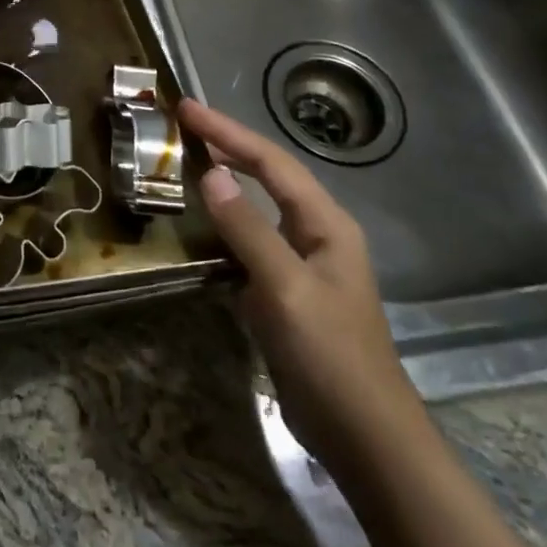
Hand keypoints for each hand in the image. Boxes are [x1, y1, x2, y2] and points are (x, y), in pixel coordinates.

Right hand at [180, 98, 421, 466]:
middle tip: (182, 125)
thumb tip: (210, 173)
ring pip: (259, 208)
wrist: (363, 437)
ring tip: (187, 161)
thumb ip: (248, 228)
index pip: (271, 162)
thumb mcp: (285, 287)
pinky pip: (251, 242)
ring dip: (226, 182)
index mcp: (325, 223)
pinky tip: (202, 224)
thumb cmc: (330, 355)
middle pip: (268, 176)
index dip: (228, 132)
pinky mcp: (287, 292)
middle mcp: (316, 234)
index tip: (186, 108)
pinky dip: (225, 224)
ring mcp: (302, 264)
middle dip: (228, 146)